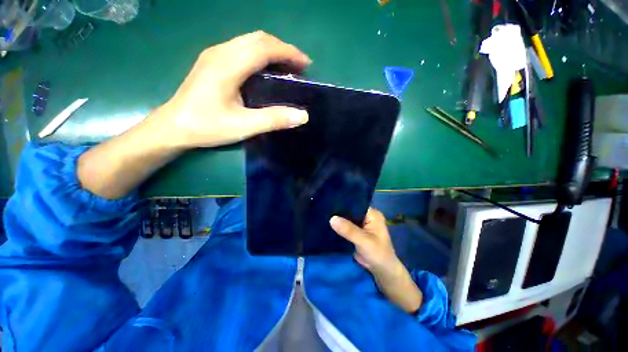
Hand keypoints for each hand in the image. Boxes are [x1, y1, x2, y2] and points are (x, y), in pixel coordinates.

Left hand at [159, 31, 311, 147]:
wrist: (173, 127)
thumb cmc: (206, 126)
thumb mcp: (243, 126)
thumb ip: (274, 120)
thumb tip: (303, 115)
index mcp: (227, 65)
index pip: (264, 48)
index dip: (288, 53)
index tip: (306, 64)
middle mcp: (220, 52)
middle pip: (258, 39)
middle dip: (283, 49)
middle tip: (299, 67)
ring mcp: (214, 55)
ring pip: (249, 41)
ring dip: (272, 50)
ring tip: (287, 67)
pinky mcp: (212, 61)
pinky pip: (242, 48)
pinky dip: (260, 54)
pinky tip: (266, 69)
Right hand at [330, 208, 422, 313]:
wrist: (381, 271)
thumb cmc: (378, 254)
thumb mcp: (364, 241)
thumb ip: (349, 230)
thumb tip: (332, 219)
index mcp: (372, 214)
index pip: (356, 204)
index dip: (344, 204)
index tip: (330, 203)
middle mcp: (366, 217)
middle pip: (350, 211)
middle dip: (339, 212)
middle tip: (324, 209)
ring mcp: (360, 225)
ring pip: (346, 219)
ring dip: (338, 220)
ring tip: (323, 215)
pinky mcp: (355, 232)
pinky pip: (345, 227)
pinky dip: (339, 227)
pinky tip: (328, 225)